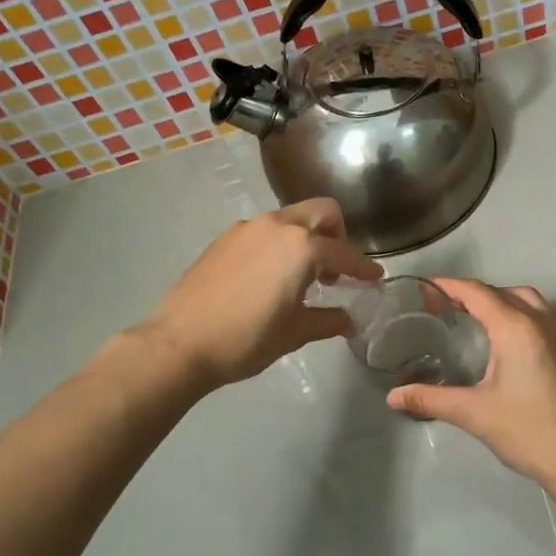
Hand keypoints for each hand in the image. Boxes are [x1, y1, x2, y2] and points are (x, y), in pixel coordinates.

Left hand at [141, 198, 382, 388]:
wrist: (179, 343)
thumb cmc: (246, 340)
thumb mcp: (294, 333)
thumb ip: (327, 320)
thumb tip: (349, 320)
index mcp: (301, 247)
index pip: (344, 252)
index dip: (364, 268)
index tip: (376, 278)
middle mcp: (277, 226)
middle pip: (321, 212)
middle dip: (338, 234)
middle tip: (338, 268)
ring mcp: (247, 228)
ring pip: (291, 218)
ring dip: (307, 237)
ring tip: (305, 274)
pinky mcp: (225, 239)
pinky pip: (265, 230)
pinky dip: (280, 243)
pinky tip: (272, 275)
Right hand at [386, 279, 555, 485]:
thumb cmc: (526, 430)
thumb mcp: (472, 413)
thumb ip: (430, 398)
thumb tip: (393, 396)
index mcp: (516, 328)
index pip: (477, 293)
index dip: (450, 287)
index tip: (427, 288)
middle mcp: (543, 321)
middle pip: (504, 292)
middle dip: (475, 293)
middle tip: (448, 307)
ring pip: (530, 301)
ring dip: (503, 301)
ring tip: (480, 319)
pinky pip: (548, 318)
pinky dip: (526, 316)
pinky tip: (515, 340)